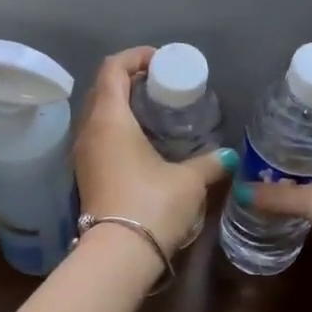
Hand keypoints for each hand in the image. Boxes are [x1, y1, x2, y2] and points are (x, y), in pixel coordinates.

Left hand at [75, 47, 236, 259]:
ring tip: (154, 113)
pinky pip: (98, 137)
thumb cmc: (152, 205)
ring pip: (98, 115)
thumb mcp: (188, 181)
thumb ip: (209, 163)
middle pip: (102, 89)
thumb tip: (228, 156)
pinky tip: (142, 143)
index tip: (160, 61)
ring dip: (121, 106)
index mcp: (110, 118)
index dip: (135, 57)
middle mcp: (89, 130)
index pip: (113, 69)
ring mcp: (83, 155)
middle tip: (160, 85)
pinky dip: (117, 129)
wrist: (118, 254)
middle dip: (129, 79)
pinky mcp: (86, 175)